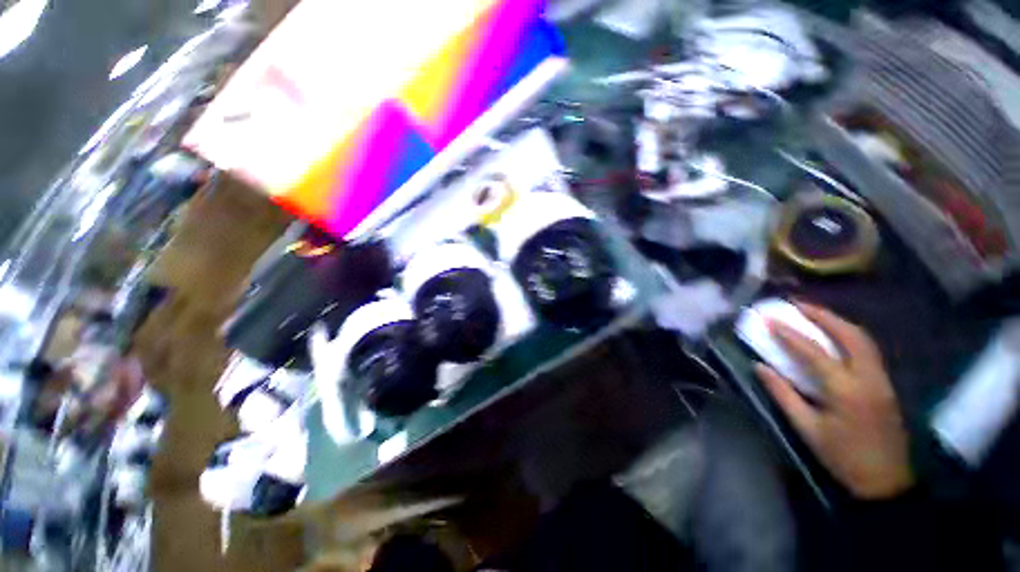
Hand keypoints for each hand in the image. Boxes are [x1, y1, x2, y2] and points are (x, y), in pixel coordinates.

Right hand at [754, 303, 913, 499]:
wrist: (886, 481)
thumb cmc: (842, 457)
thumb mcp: (807, 429)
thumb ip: (783, 394)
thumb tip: (760, 367)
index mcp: (846, 391)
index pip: (814, 352)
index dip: (789, 333)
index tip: (769, 318)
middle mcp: (868, 378)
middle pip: (850, 335)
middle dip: (823, 315)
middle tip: (797, 304)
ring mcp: (882, 380)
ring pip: (863, 339)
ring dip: (838, 321)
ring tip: (814, 312)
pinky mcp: (886, 384)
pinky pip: (868, 350)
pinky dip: (848, 335)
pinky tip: (834, 334)